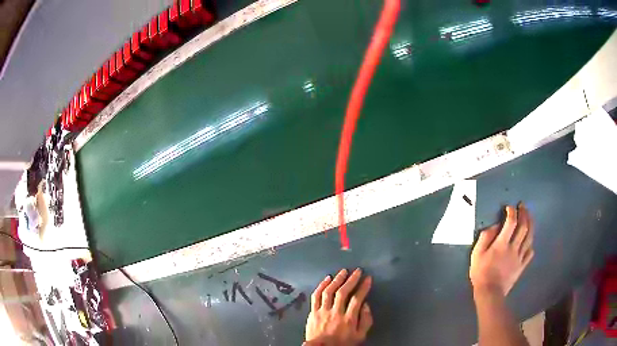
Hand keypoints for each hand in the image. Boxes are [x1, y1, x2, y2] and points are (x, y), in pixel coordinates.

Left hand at [304, 268, 372, 345]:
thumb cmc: (342, 343)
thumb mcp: (360, 336)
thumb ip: (365, 321)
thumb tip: (366, 305)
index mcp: (348, 319)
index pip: (357, 299)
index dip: (363, 287)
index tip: (368, 278)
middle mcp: (335, 313)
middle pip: (343, 292)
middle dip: (351, 280)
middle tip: (357, 271)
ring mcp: (322, 311)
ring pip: (329, 291)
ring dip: (336, 280)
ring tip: (343, 272)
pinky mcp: (313, 312)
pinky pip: (316, 296)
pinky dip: (321, 286)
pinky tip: (327, 279)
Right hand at [470, 203, 533, 296]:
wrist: (489, 293)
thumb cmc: (481, 273)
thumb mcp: (476, 254)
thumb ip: (485, 238)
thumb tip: (494, 225)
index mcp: (502, 244)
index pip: (511, 222)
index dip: (511, 212)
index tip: (509, 207)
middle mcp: (514, 247)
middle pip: (524, 226)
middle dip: (524, 213)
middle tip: (523, 206)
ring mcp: (519, 257)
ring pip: (529, 237)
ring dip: (531, 224)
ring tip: (529, 216)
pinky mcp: (522, 265)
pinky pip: (530, 252)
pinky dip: (531, 244)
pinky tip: (529, 241)